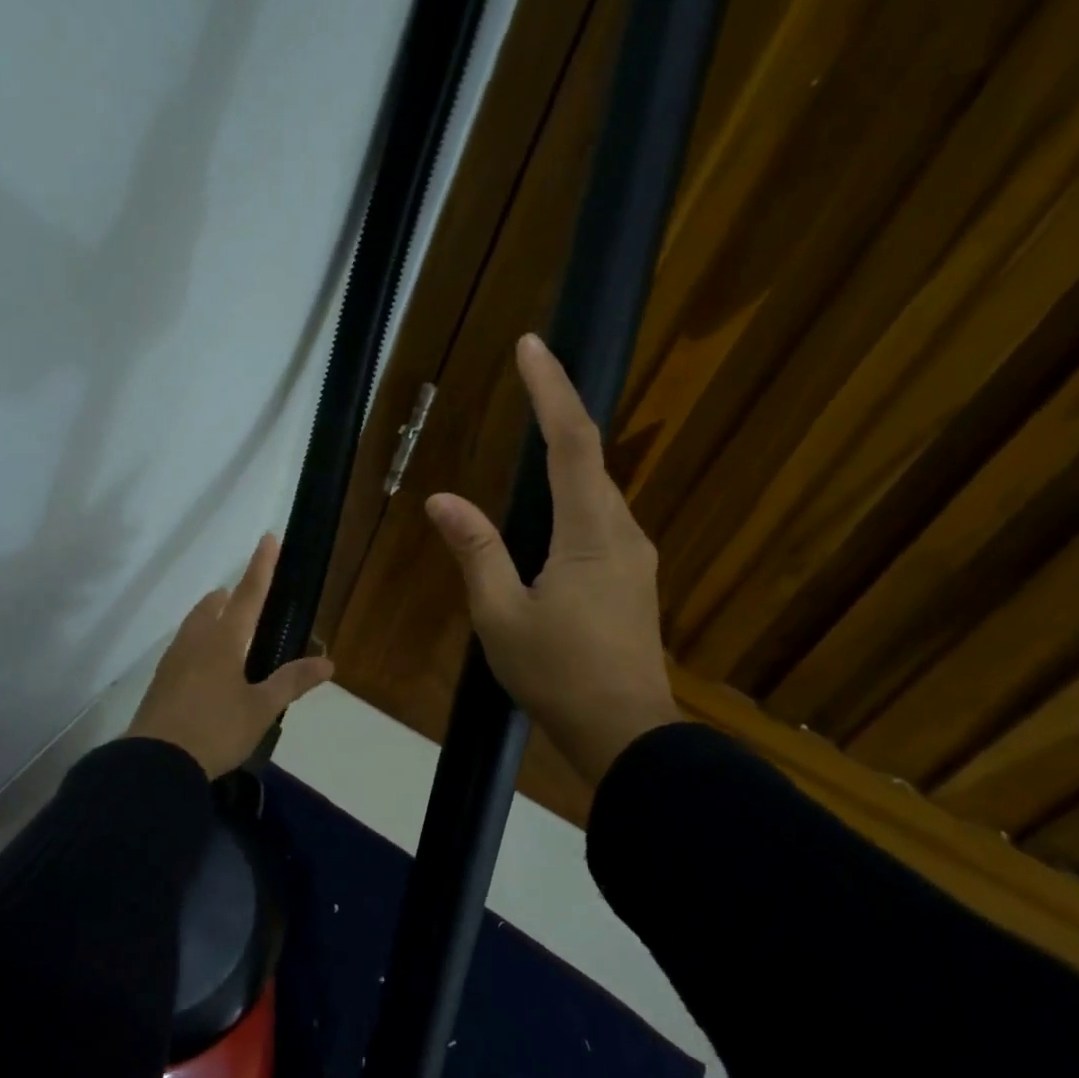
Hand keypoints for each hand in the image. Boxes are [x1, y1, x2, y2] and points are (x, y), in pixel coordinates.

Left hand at [126, 534, 334, 777]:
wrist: (156, 762)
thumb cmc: (215, 730)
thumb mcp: (261, 709)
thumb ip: (292, 682)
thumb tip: (328, 663)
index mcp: (223, 641)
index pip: (248, 595)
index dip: (261, 567)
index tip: (268, 538)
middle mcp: (196, 641)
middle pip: (213, 606)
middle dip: (230, 597)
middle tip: (245, 600)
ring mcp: (173, 660)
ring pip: (194, 625)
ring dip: (211, 618)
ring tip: (227, 631)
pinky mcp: (161, 681)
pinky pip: (183, 648)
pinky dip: (199, 643)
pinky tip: (205, 668)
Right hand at [425, 333, 679, 782]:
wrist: (625, 732)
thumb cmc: (558, 674)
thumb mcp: (501, 615)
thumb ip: (476, 551)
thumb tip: (443, 500)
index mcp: (589, 533)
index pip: (572, 443)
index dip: (551, 390)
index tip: (532, 345)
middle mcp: (622, 532)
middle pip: (590, 460)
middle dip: (560, 413)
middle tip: (527, 377)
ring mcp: (635, 557)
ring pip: (597, 493)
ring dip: (566, 459)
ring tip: (531, 438)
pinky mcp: (634, 580)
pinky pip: (601, 521)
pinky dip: (572, 500)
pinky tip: (548, 518)